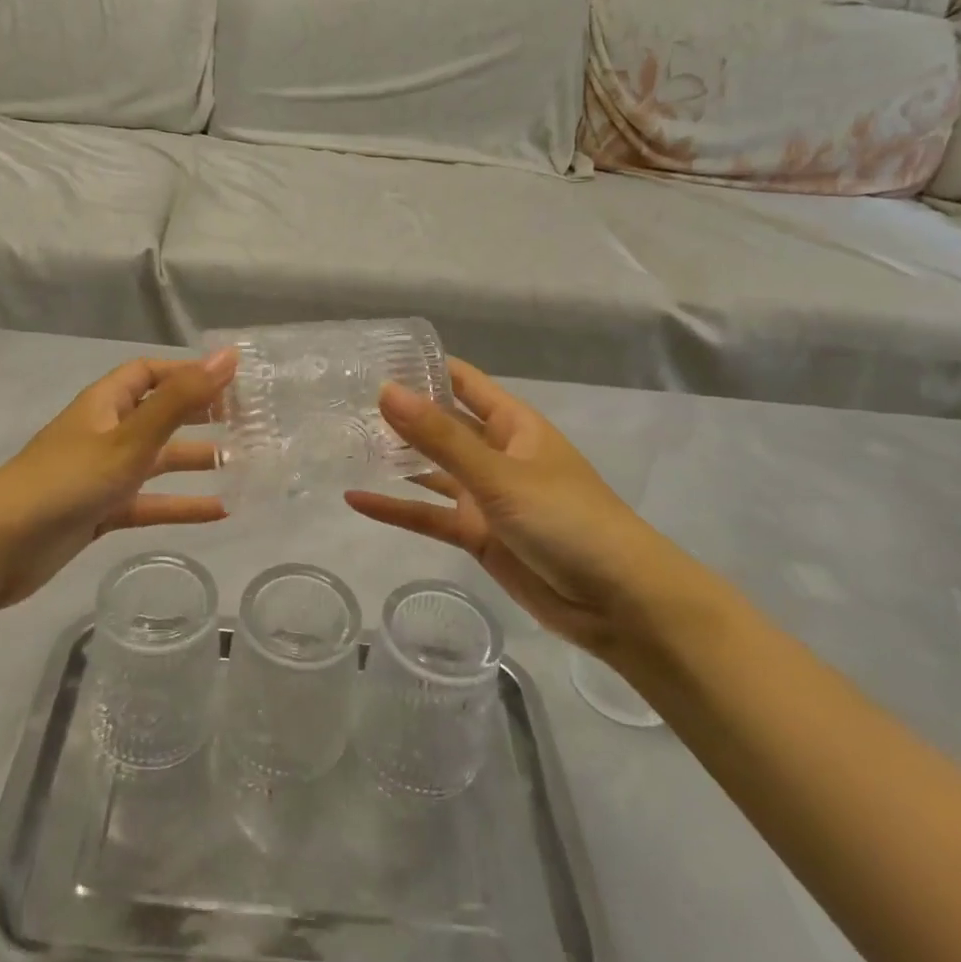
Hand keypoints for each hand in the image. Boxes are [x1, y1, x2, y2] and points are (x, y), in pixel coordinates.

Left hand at [0, 351, 236, 610]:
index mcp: (105, 404)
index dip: (187, 372)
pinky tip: (219, 512)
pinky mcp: (100, 512)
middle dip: (198, 415)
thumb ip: (181, 400)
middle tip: (246, 421)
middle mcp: (104, 432)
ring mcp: (101, 474)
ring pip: (157, 460)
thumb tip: (228, 357)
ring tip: (243, 463)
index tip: (231, 382)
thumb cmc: (68, 481)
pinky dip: (179, 505)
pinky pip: (148, 502)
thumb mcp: (130, 438)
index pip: (149, 373)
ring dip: (195, 460)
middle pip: (158, 414)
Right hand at [345, 358, 688, 655]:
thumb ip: (440, 437)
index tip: (372, 358)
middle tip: (342, 402)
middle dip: (400, 414)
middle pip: (440, 425)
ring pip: (431, 471)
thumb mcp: (499, 475)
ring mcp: (486, 496)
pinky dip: (397, 509)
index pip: (462, 382)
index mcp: (513, 425)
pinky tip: (356, 500)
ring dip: (394, 460)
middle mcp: (496, 454)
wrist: (618, 603)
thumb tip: (385, 391)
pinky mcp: (477, 535)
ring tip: (343, 444)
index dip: (423, 367)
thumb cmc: (567, 520)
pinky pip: (429, 515)